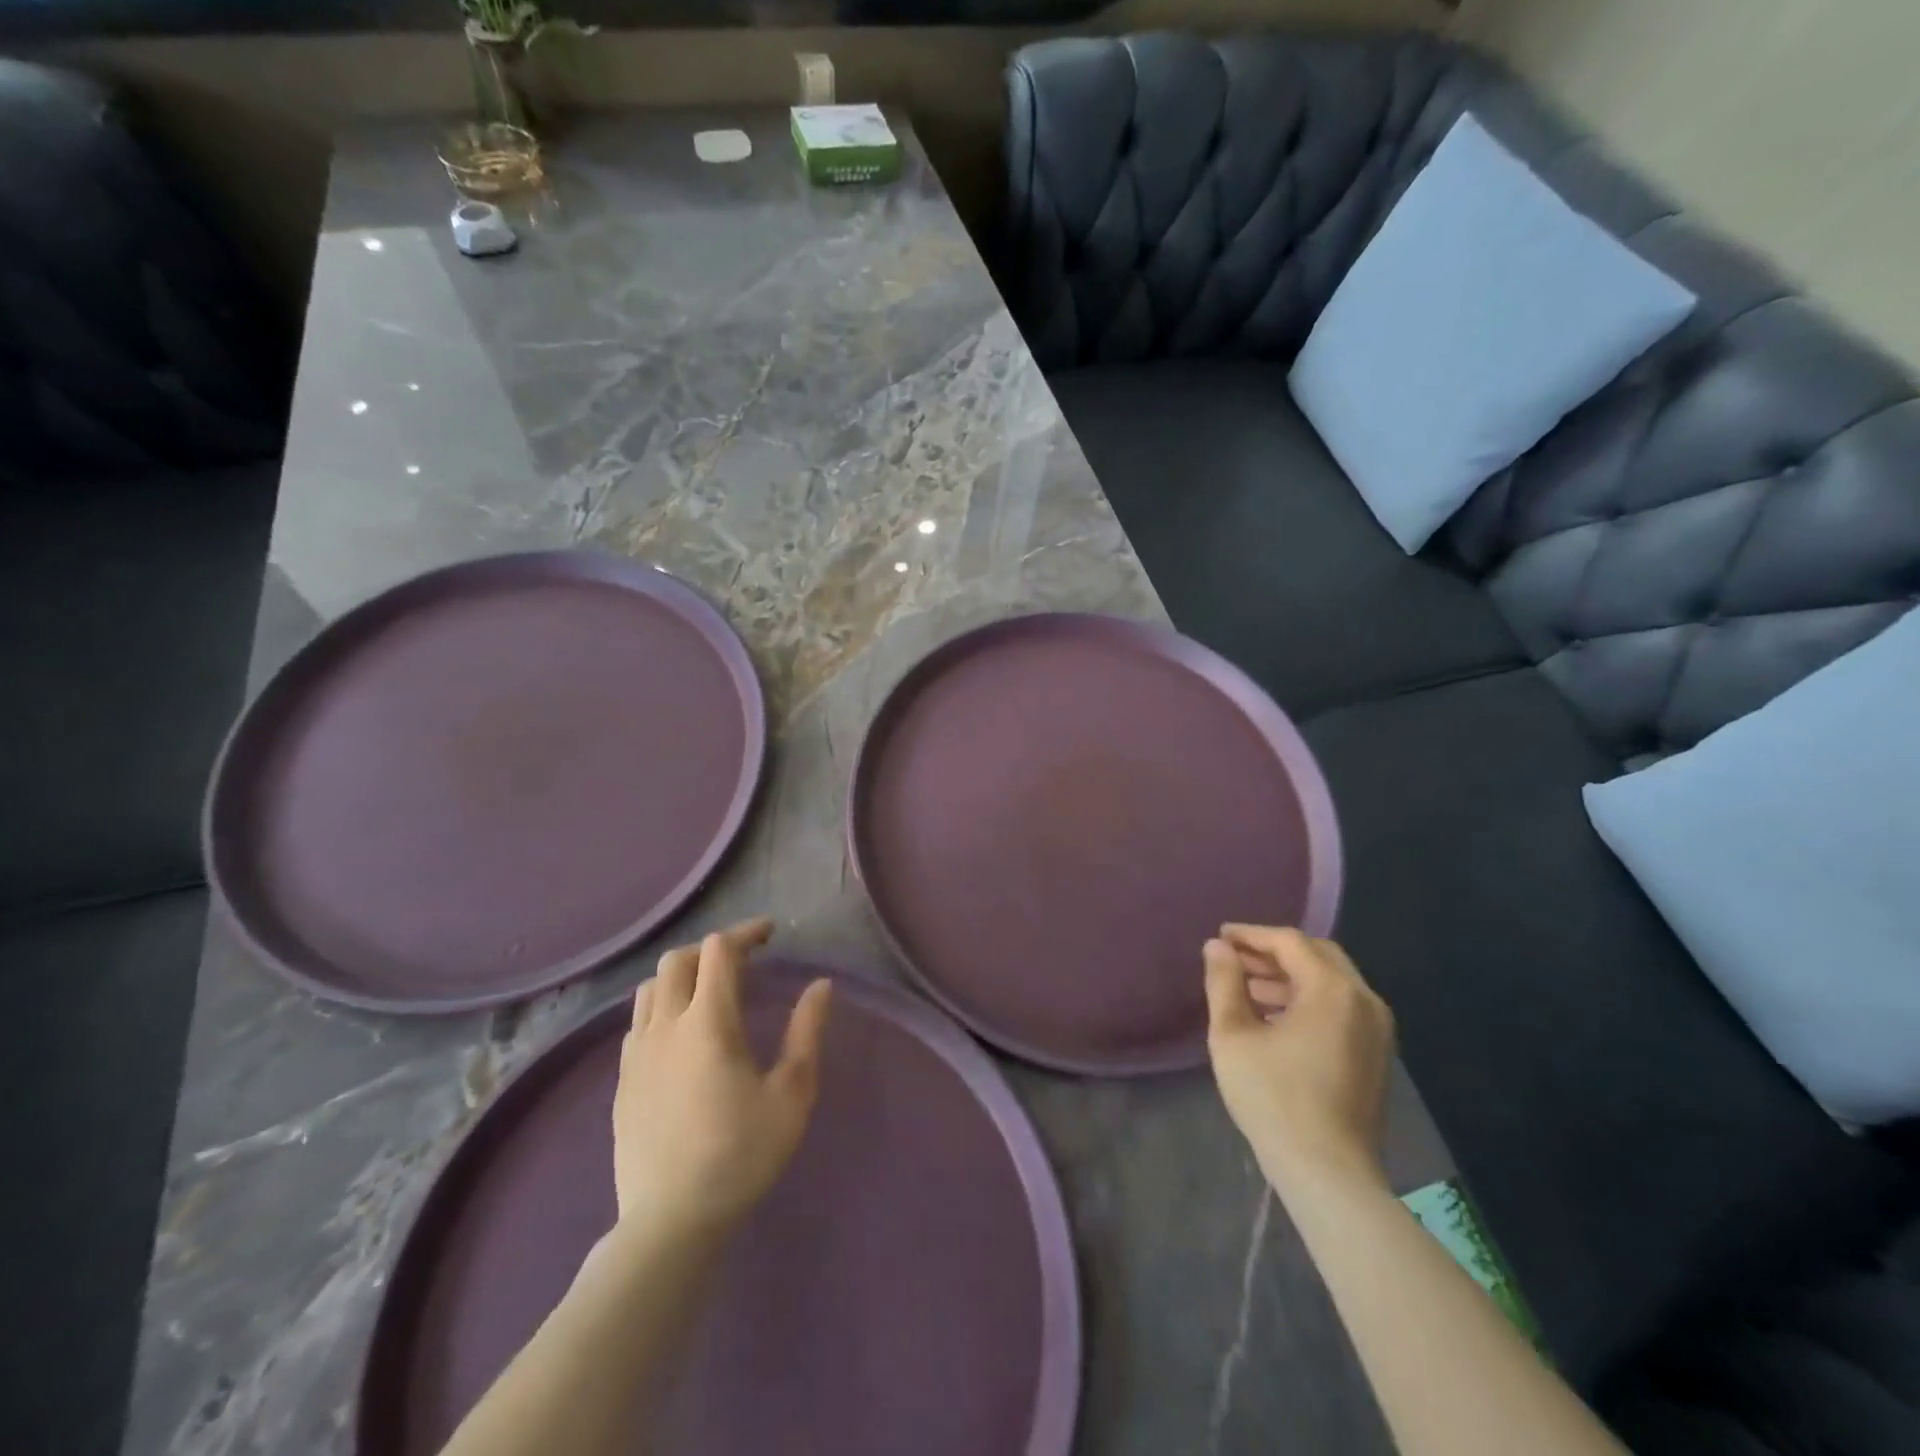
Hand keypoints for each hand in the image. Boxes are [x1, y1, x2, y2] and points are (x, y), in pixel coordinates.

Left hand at [612, 918, 833, 1244]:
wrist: (670, 1222)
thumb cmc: (741, 1154)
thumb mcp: (792, 1093)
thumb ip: (807, 1032)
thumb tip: (821, 985)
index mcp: (708, 1021)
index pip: (718, 950)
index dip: (745, 933)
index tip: (770, 935)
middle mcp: (665, 1025)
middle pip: (677, 960)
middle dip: (711, 948)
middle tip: (743, 960)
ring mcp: (636, 1053)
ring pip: (650, 987)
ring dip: (682, 975)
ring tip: (710, 990)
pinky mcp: (622, 1079)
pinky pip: (638, 1021)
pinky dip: (662, 1006)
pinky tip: (681, 1033)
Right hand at [1204, 924, 1395, 1196]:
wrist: (1328, 1173)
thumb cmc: (1274, 1098)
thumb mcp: (1233, 1035)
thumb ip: (1224, 983)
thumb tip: (1217, 947)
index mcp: (1333, 990)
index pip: (1289, 942)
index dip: (1251, 935)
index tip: (1220, 938)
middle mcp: (1364, 1000)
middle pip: (1317, 955)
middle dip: (1274, 952)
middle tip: (1235, 960)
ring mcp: (1377, 1029)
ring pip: (1331, 982)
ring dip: (1290, 977)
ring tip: (1248, 990)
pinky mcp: (1377, 1055)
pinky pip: (1341, 1007)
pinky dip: (1309, 1000)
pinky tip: (1275, 1019)